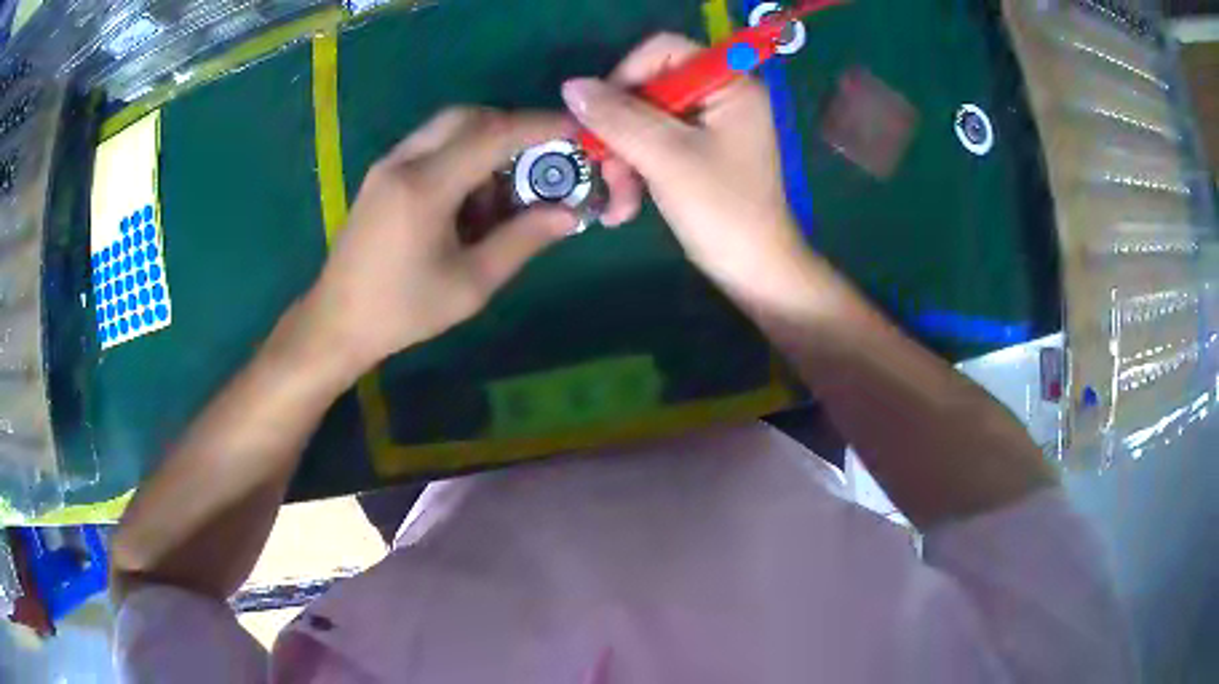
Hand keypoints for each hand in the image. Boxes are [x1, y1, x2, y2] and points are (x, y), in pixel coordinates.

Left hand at [292, 108, 577, 381]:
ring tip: (499, 195)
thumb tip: (569, 214)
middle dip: (511, 128)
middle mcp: (403, 161)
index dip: (540, 126)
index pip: (493, 134)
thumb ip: (522, 240)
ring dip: (484, 144)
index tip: (576, 129)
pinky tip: (466, 201)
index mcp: (425, 186)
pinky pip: (430, 146)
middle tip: (539, 159)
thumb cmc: (402, 311)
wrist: (336, 323)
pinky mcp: (381, 175)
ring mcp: (387, 165)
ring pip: (448, 127)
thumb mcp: (470, 284)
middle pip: (468, 116)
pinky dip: (459, 156)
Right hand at [562, 34, 816, 306]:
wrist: (755, 273)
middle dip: (620, 134)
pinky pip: (654, 146)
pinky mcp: (700, 154)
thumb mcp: (666, 158)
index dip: (625, 76)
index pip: (663, 51)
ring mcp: (710, 127)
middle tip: (604, 169)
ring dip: (623, 162)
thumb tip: (572, 86)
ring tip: (617, 205)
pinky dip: (636, 173)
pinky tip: (625, 209)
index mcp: (729, 85)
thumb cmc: (723, 211)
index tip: (600, 116)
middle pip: (648, 90)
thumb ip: (618, 117)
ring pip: (644, 122)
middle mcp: (721, 97)